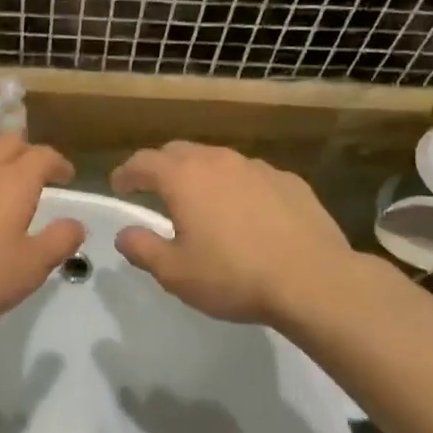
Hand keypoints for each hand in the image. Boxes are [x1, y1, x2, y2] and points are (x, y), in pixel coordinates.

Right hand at [110, 142, 350, 326]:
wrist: (313, 280)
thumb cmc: (234, 277)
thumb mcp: (175, 273)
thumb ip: (142, 249)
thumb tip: (125, 234)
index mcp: (184, 178)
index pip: (143, 162)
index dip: (126, 172)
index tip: (118, 184)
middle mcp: (218, 161)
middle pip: (179, 152)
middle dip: (160, 167)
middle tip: (153, 189)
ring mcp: (258, 167)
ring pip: (217, 161)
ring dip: (200, 175)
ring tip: (199, 201)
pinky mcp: (289, 181)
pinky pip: (250, 176)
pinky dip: (236, 187)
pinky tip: (245, 213)